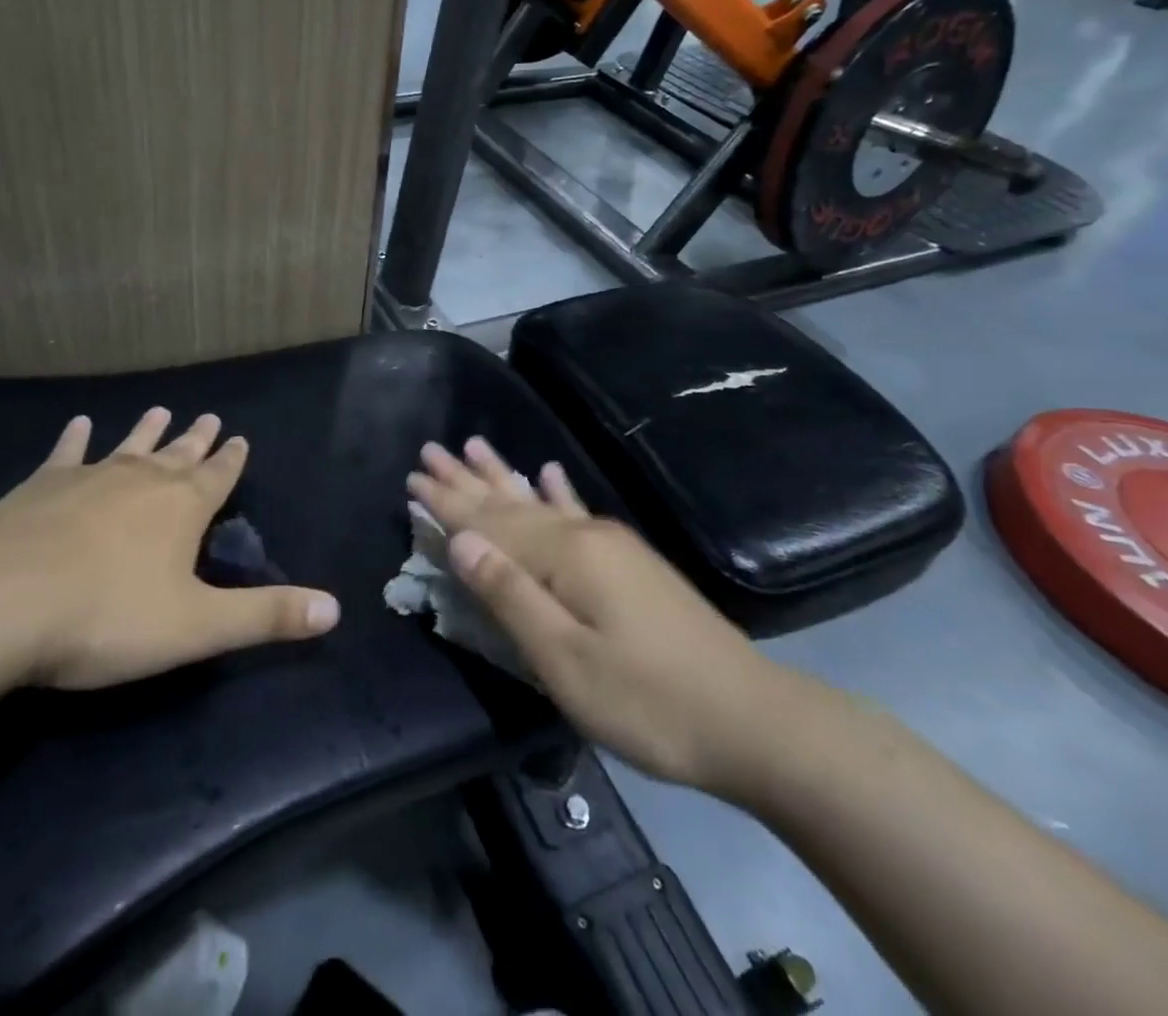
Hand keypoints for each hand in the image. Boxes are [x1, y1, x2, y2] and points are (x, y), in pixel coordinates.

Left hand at [0, 408, 339, 689]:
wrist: (2, 601)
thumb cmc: (107, 617)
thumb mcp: (197, 627)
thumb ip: (265, 616)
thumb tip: (335, 610)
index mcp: (181, 509)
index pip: (218, 476)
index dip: (231, 460)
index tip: (239, 437)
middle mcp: (141, 481)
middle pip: (177, 455)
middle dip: (196, 440)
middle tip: (209, 417)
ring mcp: (89, 478)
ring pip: (129, 447)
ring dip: (147, 431)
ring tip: (161, 409)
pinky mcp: (41, 486)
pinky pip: (66, 453)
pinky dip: (74, 438)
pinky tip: (79, 423)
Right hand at [408, 438, 788, 795]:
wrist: (755, 722)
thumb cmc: (648, 700)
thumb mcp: (564, 660)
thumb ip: (509, 594)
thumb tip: (460, 540)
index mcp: (564, 556)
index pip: (488, 521)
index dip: (447, 502)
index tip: (411, 476)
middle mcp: (584, 536)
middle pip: (510, 501)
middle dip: (466, 478)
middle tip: (429, 450)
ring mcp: (612, 546)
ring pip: (540, 500)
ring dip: (503, 476)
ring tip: (474, 445)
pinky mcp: (631, 564)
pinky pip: (578, 512)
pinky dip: (558, 492)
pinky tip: (550, 472)